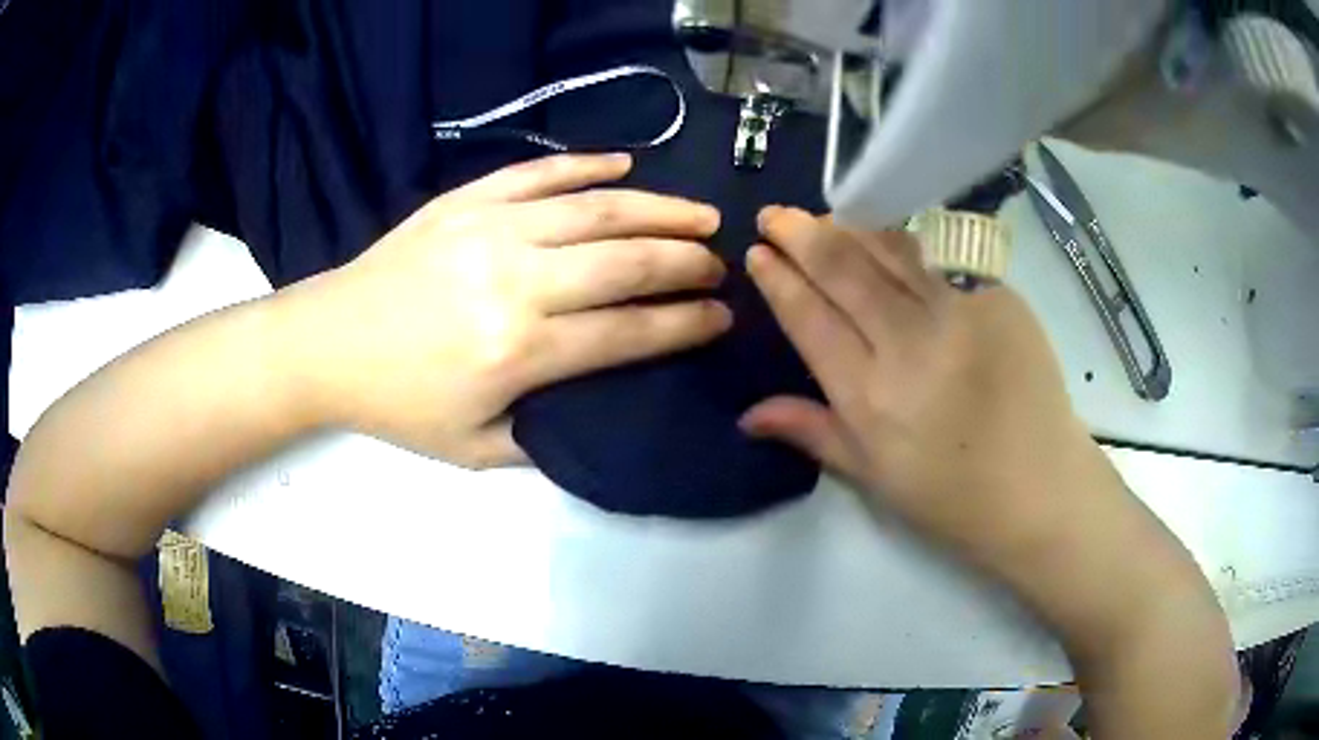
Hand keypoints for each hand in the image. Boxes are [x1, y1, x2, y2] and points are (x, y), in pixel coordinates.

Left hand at [280, 154, 730, 467]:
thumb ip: (544, 441)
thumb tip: (603, 413)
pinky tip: (625, 165)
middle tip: (719, 264)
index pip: (631, 331)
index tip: (721, 317)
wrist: (326, 343)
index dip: (686, 324)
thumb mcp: (472, 450)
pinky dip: (587, 165)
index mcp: (520, 351)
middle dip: (687, 262)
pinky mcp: (466, 200)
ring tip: (701, 214)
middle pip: (627, 262)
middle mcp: (517, 281)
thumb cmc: (398, 403)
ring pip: (597, 209)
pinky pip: (539, 172)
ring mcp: (490, 228)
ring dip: (660, 209)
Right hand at [741, 208, 1238, 738]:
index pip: (811, 318)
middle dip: (802, 235)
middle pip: (845, 270)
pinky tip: (890, 234)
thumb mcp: (873, 478)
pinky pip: (942, 258)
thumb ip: (812, 432)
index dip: (780, 280)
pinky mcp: (998, 297)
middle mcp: (910, 344)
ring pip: (891, 249)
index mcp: (871, 396)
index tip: (759, 253)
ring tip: (823, 213)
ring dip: (850, 225)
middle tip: (775, 215)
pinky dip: (906, 241)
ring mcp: (960, 312)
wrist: (1041, 490)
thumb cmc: (954, 498)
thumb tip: (747, 414)